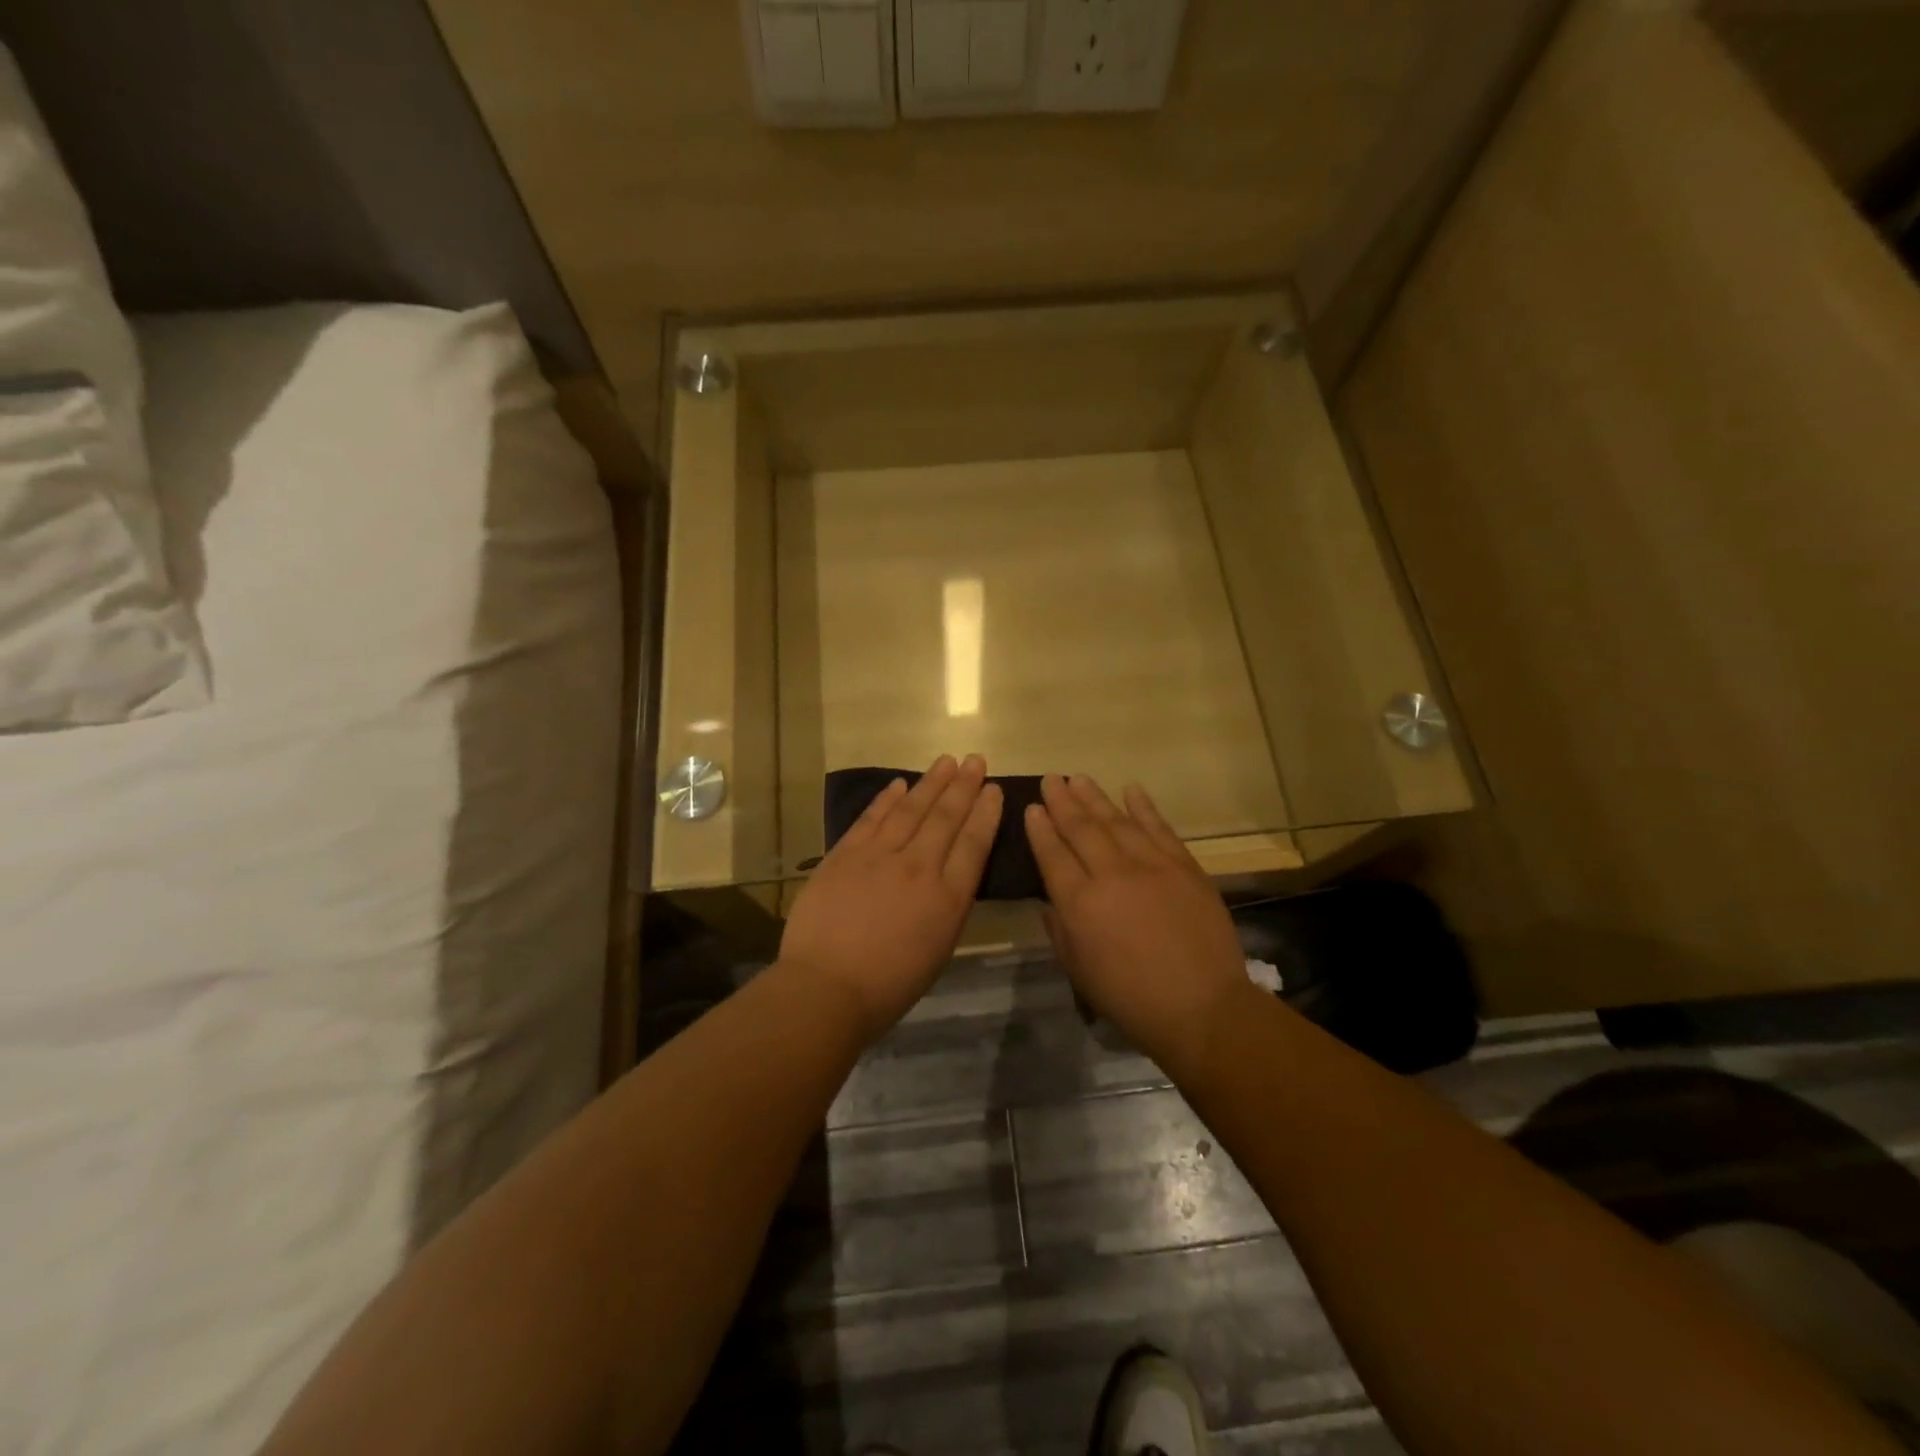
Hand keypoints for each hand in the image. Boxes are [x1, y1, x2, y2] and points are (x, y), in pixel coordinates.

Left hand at [780, 754, 1002, 1042]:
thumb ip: (948, 906)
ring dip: (931, 783)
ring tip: (946, 761)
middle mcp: (919, 867)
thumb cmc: (889, 984)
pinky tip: (900, 784)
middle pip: (946, 817)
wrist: (826, 987)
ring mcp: (879, 856)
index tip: (994, 789)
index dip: (986, 812)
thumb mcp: (938, 949)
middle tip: (975, 760)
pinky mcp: (845, 854)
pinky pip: (871, 818)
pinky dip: (887, 799)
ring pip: (911, 810)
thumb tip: (950, 875)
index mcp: (948, 897)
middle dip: (964, 786)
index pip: (974, 843)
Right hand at [1026, 774, 1252, 1075]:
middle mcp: (1111, 874)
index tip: (1032, 807)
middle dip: (1063, 802)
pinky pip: (1159, 828)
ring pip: (1117, 821)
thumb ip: (1060, 929)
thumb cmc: (1130, 998)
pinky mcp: (1184, 866)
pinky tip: (1130, 789)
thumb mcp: (1078, 970)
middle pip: (1081, 829)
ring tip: (1079, 778)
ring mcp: (1151, 865)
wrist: (1202, 1007)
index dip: (1040, 828)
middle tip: (1051, 780)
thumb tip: (1053, 899)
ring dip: (1095, 797)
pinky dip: (1144, 807)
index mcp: (1080, 903)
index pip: (1052, 854)